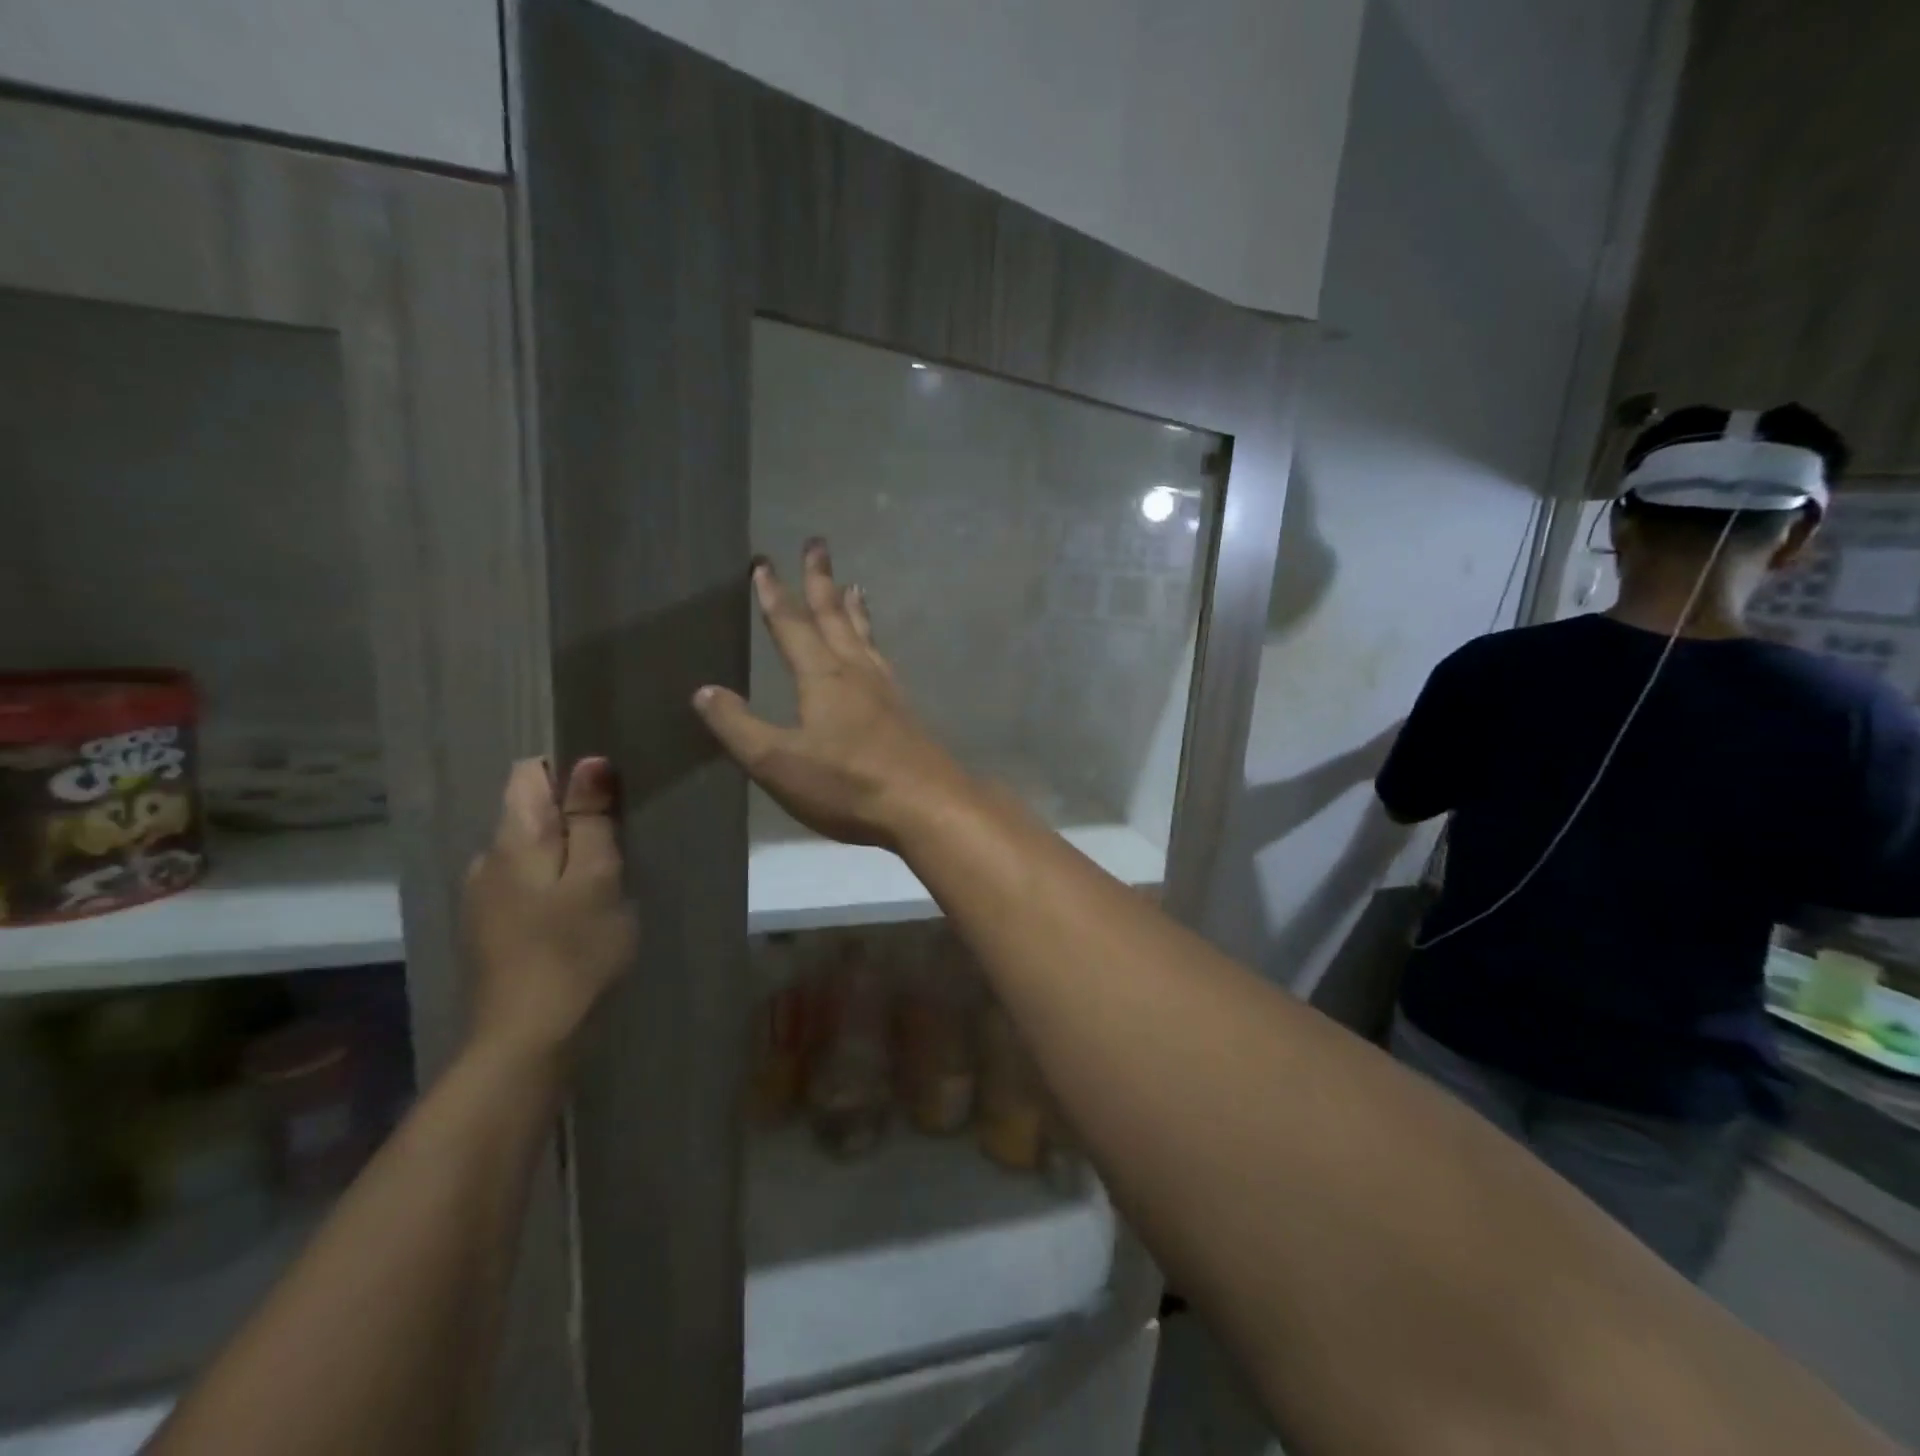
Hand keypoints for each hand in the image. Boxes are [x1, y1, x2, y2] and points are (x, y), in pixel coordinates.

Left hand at [463, 757, 638, 1065]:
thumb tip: (589, 761)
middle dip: (574, 818)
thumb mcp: (598, 878)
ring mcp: (482, 898)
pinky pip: (524, 885)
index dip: (570, 773)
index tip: (610, 798)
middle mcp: (486, 860)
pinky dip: (552, 886)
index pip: (529, 772)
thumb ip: (591, 818)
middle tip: (620, 846)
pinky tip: (578, 916)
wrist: (527, 1040)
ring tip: (605, 882)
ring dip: (566, 855)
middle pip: (530, 812)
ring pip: (529, 852)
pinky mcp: (489, 930)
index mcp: (512, 840)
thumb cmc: (573, 951)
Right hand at [692, 540, 973, 849]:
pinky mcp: (905, 711)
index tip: (763, 562)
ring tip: (854, 585)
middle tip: (818, 544)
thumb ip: (739, 726)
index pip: (791, 625)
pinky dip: (873, 642)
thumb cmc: (847, 784)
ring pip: (864, 637)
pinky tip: (877, 654)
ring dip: (854, 609)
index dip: (774, 594)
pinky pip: (882, 660)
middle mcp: (856, 672)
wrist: (926, 805)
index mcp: (822, 677)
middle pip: (834, 616)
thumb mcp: (778, 761)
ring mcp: (886, 690)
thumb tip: (704, 691)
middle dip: (820, 581)